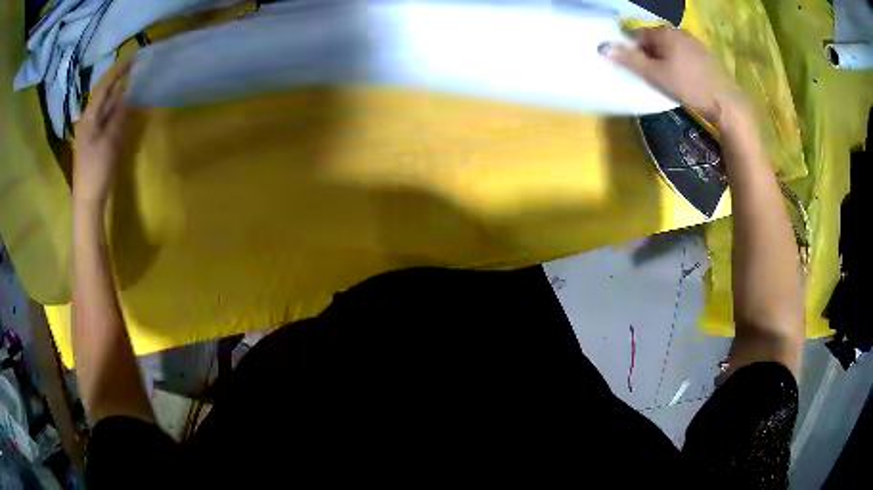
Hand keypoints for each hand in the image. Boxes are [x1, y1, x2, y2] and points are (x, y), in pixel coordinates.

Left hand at [73, 60, 134, 207]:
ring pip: (107, 108)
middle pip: (105, 96)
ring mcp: (93, 133)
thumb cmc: (96, 171)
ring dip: (119, 95)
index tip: (133, 57)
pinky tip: (126, 107)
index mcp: (88, 119)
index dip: (118, 71)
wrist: (88, 202)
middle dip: (119, 81)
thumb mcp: (109, 142)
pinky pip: (109, 121)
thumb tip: (128, 96)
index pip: (104, 87)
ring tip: (134, 81)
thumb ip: (118, 117)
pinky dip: (118, 111)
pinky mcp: (98, 144)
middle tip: (135, 67)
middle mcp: (89, 121)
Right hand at [603, 26, 744, 125]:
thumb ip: (630, 60)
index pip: (637, 35)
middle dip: (650, 55)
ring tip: (670, 79)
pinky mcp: (707, 54)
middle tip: (653, 77)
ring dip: (666, 59)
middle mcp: (678, 31)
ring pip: (672, 48)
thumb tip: (604, 47)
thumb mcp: (655, 75)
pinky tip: (686, 79)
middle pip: (655, 41)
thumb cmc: (688, 87)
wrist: (726, 102)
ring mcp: (695, 41)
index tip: (637, 69)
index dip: (633, 51)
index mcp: (663, 32)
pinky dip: (681, 63)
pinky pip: (686, 54)